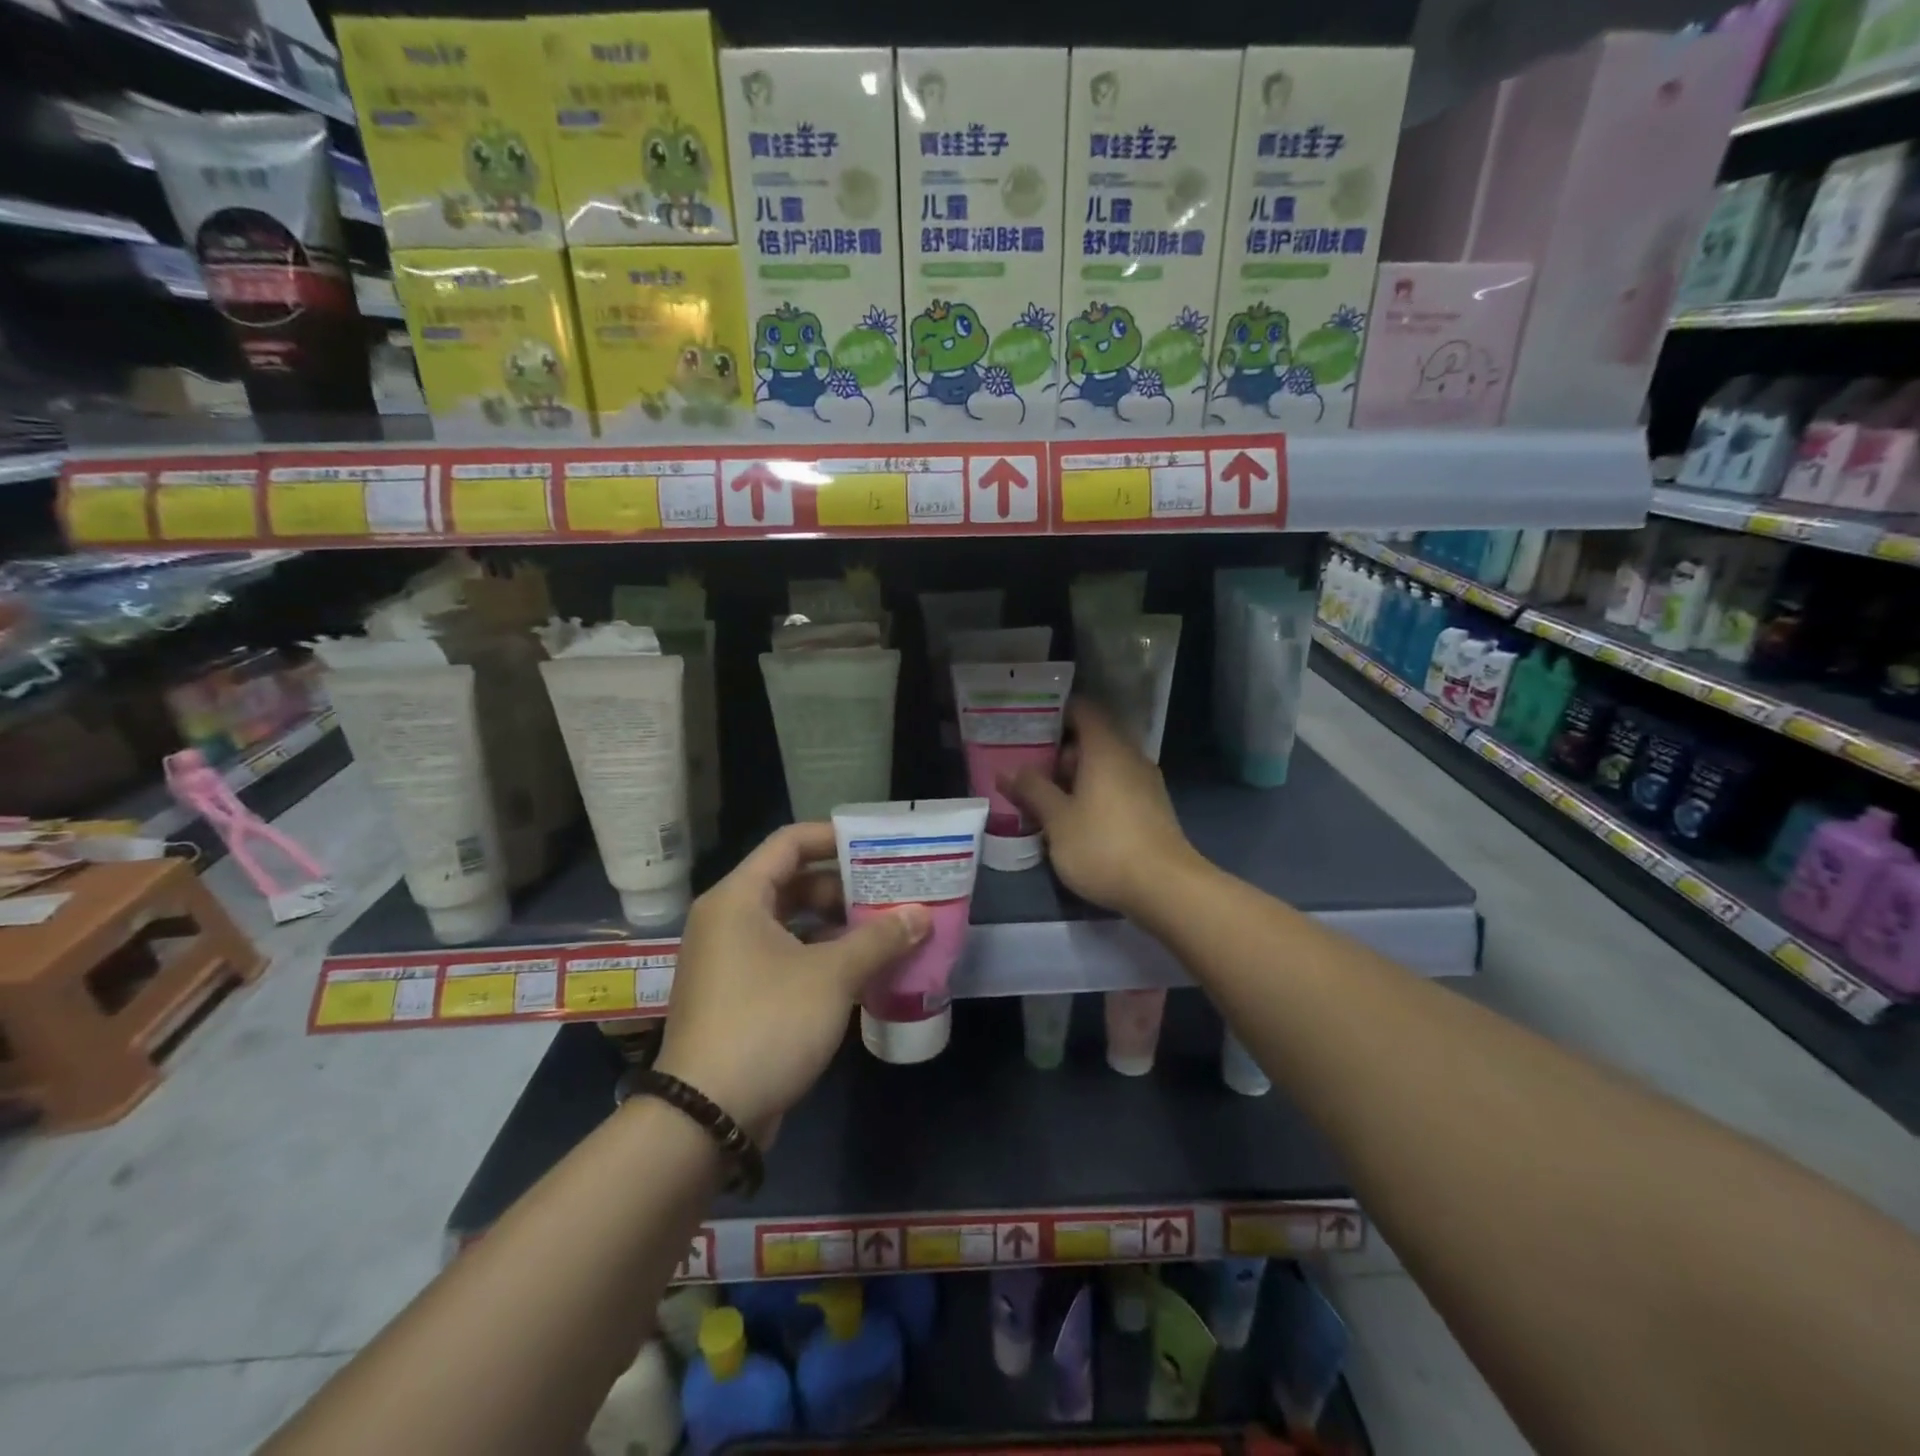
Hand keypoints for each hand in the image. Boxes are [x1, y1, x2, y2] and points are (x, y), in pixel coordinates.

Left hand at [655, 823, 928, 1143]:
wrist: (706, 1116)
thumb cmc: (767, 1023)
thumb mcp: (832, 976)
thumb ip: (879, 939)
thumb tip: (922, 915)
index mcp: (739, 898)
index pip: (790, 843)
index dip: (834, 837)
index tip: (877, 846)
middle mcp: (728, 920)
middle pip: (792, 882)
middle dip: (844, 887)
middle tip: (890, 892)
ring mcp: (729, 960)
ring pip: (790, 923)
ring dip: (836, 925)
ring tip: (885, 930)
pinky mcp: (737, 995)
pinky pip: (784, 957)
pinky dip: (820, 956)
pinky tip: (860, 970)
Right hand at [1005, 698, 1203, 916]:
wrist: (1166, 888)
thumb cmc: (1104, 846)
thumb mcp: (1057, 820)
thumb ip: (1032, 790)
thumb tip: (1008, 770)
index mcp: (1106, 748)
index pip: (1082, 710)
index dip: (1055, 712)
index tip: (1027, 724)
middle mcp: (1129, 756)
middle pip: (1091, 738)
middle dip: (1058, 751)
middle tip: (1025, 766)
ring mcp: (1145, 783)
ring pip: (1103, 765)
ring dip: (1074, 776)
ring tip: (1042, 795)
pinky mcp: (1151, 808)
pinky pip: (1116, 786)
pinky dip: (1093, 792)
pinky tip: (1072, 818)